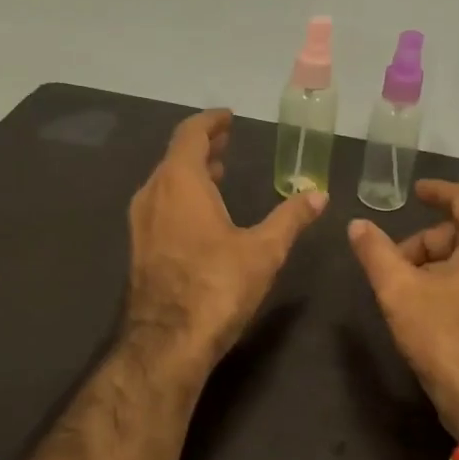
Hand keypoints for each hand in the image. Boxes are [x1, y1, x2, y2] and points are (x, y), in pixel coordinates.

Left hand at [125, 108, 326, 371]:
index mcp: (180, 183)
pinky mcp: (140, 249)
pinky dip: (181, 199)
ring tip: (218, 176)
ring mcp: (141, 223)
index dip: (210, 123)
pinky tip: (202, 218)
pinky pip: (160, 208)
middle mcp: (153, 194)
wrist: (168, 341)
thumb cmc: (217, 286)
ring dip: (191, 175)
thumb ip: (290, 218)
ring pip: (165, 184)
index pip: (190, 135)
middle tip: (227, 144)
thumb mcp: (264, 250)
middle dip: (202, 148)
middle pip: (175, 158)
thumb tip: (318, 195)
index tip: (228, 118)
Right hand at [347, 181, 458, 435]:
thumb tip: (357, 225)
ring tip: (410, 294)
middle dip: (426, 244)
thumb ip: (376, 253)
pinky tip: (436, 310)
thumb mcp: (400, 292)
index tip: (415, 192)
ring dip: (441, 266)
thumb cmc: (448, 338)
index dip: (435, 192)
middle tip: (394, 268)